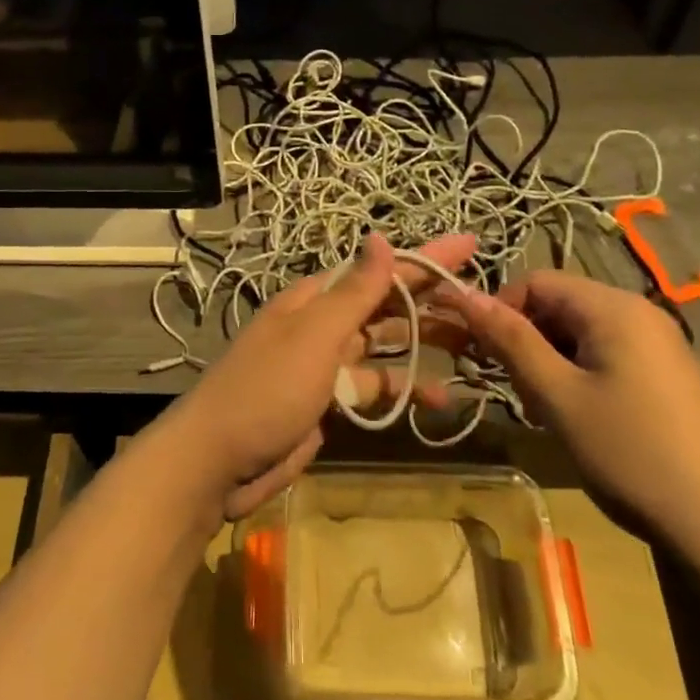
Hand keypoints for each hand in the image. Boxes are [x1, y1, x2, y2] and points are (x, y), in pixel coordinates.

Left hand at [170, 232, 473, 519]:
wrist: (217, 462)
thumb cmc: (266, 390)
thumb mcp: (314, 336)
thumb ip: (353, 292)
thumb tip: (381, 237)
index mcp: (315, 299)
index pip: (379, 269)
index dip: (425, 258)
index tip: (470, 244)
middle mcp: (321, 324)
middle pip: (384, 306)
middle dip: (430, 302)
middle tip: (483, 305)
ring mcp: (324, 365)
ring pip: (383, 347)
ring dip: (422, 346)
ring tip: (473, 350)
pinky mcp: (327, 403)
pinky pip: (373, 388)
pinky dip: (401, 392)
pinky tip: (435, 401)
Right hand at [448, 271, 699, 550]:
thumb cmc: (633, 454)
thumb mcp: (558, 397)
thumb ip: (510, 341)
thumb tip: (463, 295)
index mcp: (613, 307)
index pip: (536, 281)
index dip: (500, 311)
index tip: (481, 355)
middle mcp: (640, 313)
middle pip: (561, 305)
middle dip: (526, 340)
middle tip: (515, 390)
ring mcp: (662, 346)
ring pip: (582, 334)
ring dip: (552, 363)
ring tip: (548, 412)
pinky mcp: (672, 377)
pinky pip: (610, 356)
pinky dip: (582, 377)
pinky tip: (584, 422)